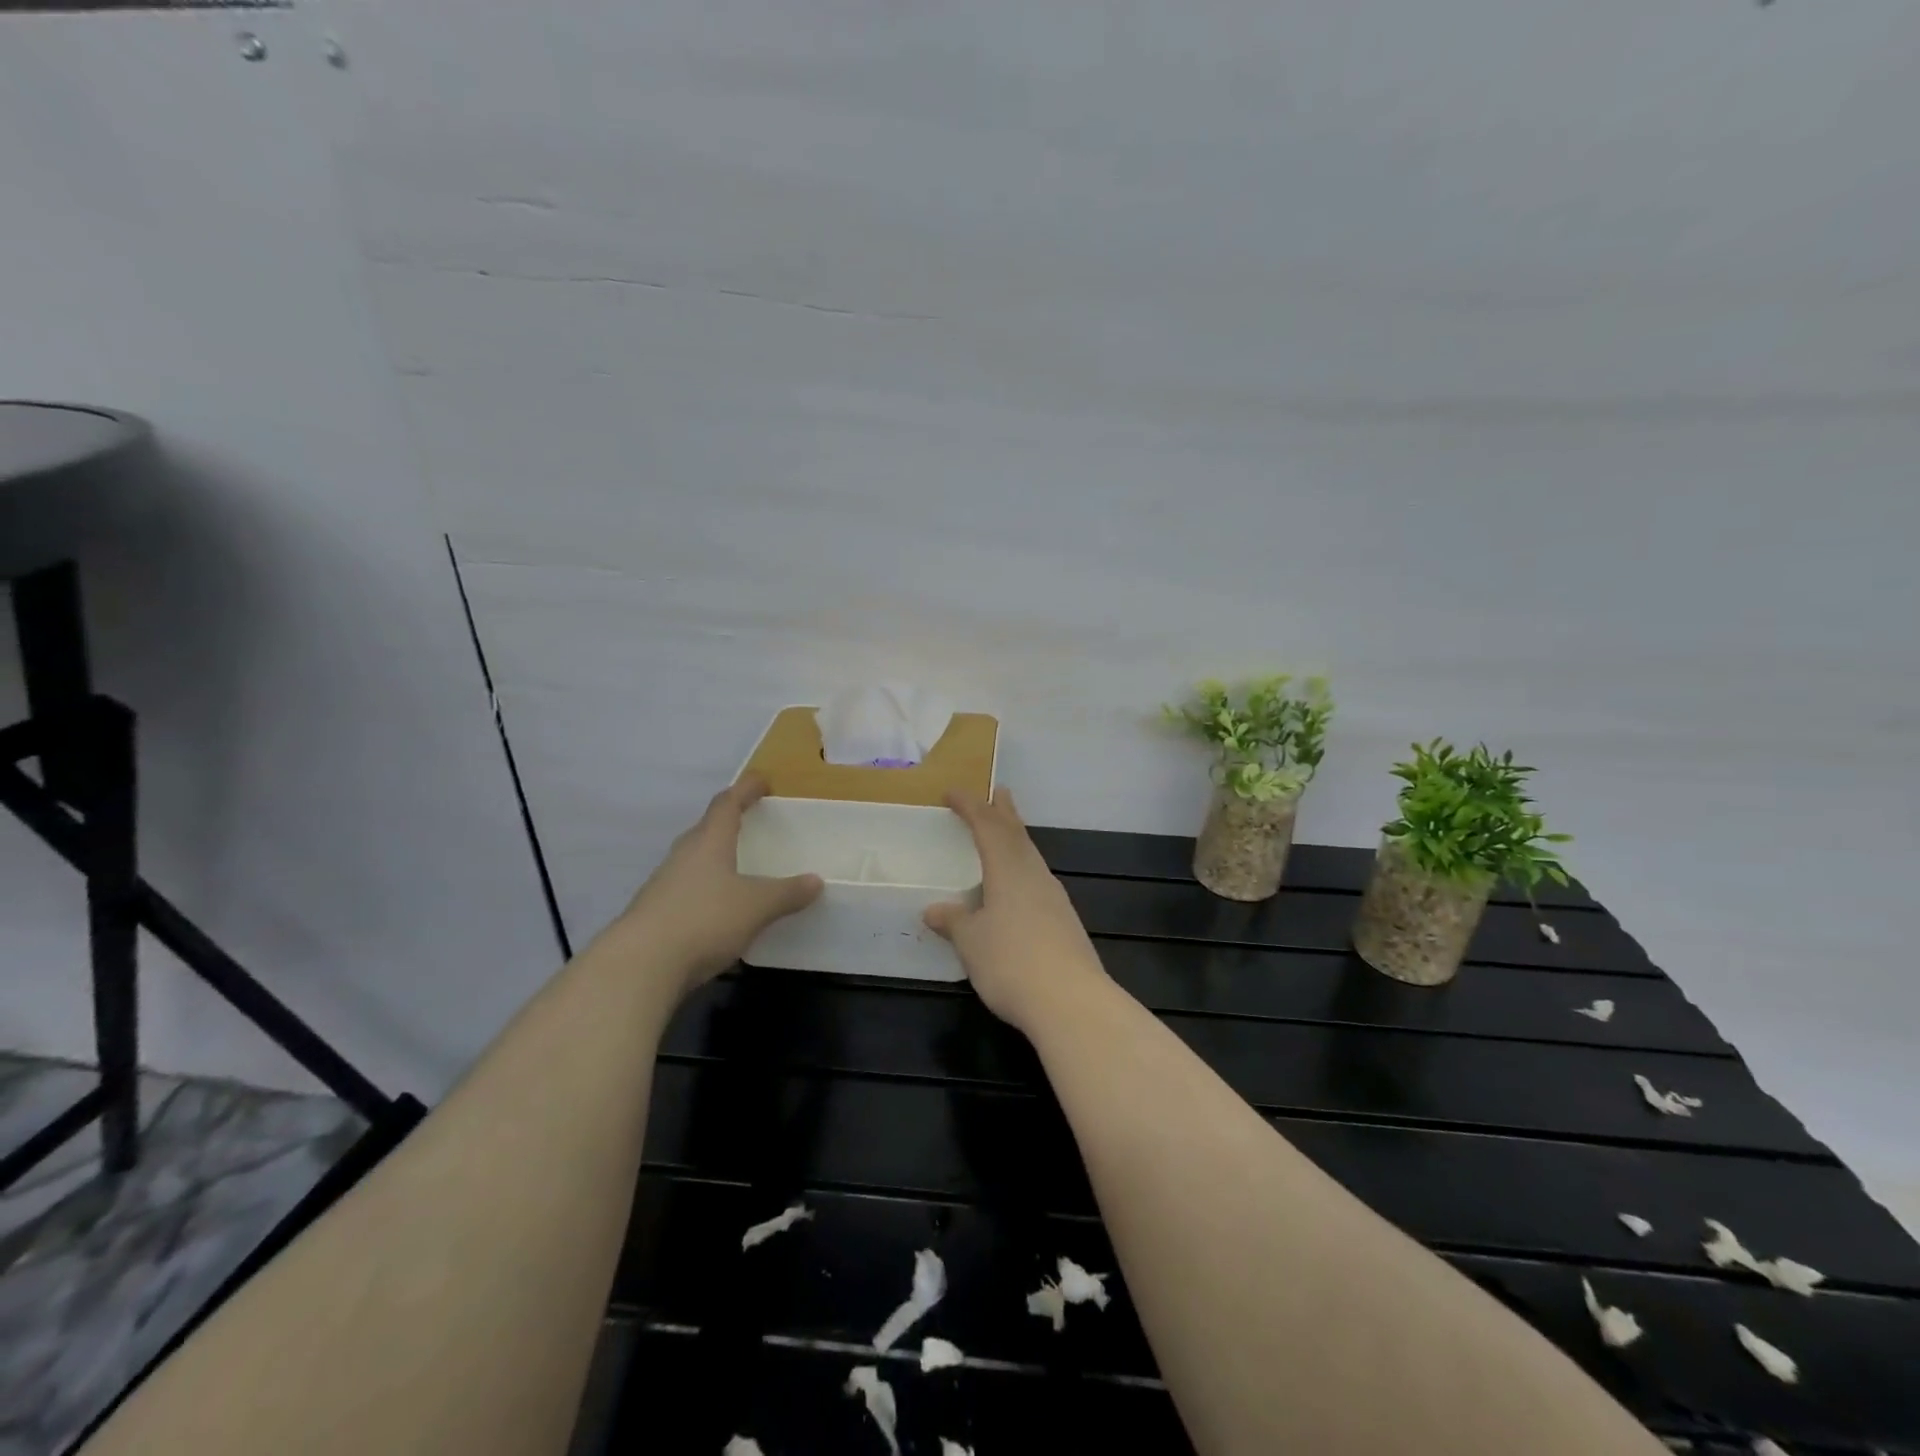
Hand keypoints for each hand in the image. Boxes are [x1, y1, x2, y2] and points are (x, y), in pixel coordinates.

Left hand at [617, 775, 822, 998]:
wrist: (640, 965)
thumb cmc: (704, 919)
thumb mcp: (757, 906)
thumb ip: (787, 893)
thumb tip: (816, 881)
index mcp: (709, 841)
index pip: (727, 803)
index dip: (745, 789)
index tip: (762, 782)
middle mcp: (684, 854)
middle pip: (707, 828)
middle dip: (728, 822)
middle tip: (751, 824)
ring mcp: (664, 883)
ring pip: (695, 859)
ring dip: (715, 857)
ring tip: (738, 866)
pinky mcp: (655, 912)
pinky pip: (687, 888)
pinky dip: (706, 888)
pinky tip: (718, 907)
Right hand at [924, 788, 1110, 1035]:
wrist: (1070, 1000)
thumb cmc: (1011, 962)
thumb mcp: (971, 942)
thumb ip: (954, 922)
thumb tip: (934, 910)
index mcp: (1008, 869)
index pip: (987, 826)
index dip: (970, 806)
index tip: (952, 793)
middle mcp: (1034, 875)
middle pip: (1017, 834)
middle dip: (1004, 812)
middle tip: (998, 793)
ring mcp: (1054, 897)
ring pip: (1031, 856)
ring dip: (1017, 839)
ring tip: (1007, 834)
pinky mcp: (1065, 921)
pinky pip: (1039, 880)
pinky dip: (1024, 868)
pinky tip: (1021, 887)